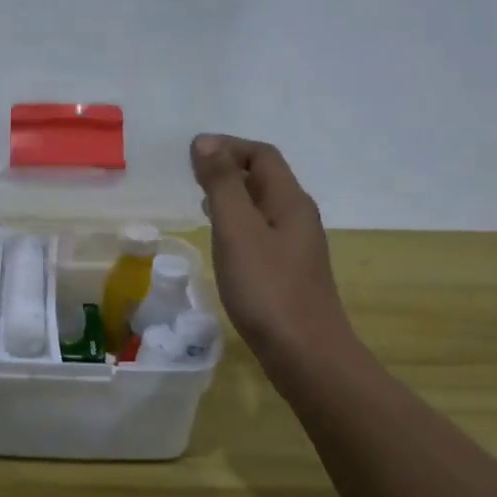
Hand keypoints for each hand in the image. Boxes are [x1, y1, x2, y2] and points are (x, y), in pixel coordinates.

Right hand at [190, 134, 353, 369]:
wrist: (305, 353)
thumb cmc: (267, 289)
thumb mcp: (237, 231)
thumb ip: (222, 185)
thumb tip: (205, 142)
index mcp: (289, 201)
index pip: (262, 155)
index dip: (228, 146)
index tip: (192, 154)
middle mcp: (298, 217)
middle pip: (266, 178)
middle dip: (230, 168)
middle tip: (192, 175)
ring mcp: (296, 247)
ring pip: (263, 206)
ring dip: (233, 196)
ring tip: (202, 201)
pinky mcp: (289, 272)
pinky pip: (261, 232)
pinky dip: (238, 224)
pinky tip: (222, 243)